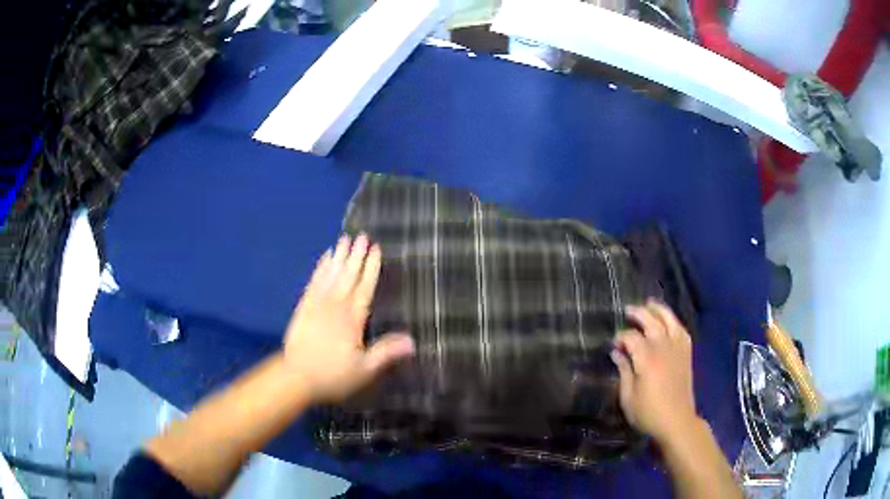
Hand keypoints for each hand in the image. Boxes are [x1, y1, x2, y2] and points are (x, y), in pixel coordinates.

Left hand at [283, 234, 414, 402]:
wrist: (296, 376)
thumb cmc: (333, 375)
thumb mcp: (364, 369)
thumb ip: (386, 352)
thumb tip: (413, 340)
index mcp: (353, 319)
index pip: (365, 288)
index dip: (371, 268)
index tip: (376, 250)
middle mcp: (336, 306)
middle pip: (348, 276)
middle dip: (356, 255)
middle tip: (362, 236)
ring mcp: (318, 304)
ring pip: (331, 275)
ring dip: (339, 256)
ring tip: (345, 239)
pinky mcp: (304, 307)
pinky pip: (314, 282)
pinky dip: (320, 268)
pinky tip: (324, 258)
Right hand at [611, 300, 699, 444]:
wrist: (677, 421)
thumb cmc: (648, 413)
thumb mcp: (628, 397)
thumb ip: (623, 371)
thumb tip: (617, 352)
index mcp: (646, 360)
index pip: (632, 337)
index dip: (621, 336)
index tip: (614, 343)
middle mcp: (663, 348)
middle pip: (651, 321)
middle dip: (638, 313)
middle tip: (627, 311)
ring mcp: (677, 349)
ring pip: (669, 320)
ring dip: (659, 310)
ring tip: (649, 304)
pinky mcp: (686, 354)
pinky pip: (682, 330)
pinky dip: (674, 322)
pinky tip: (669, 322)